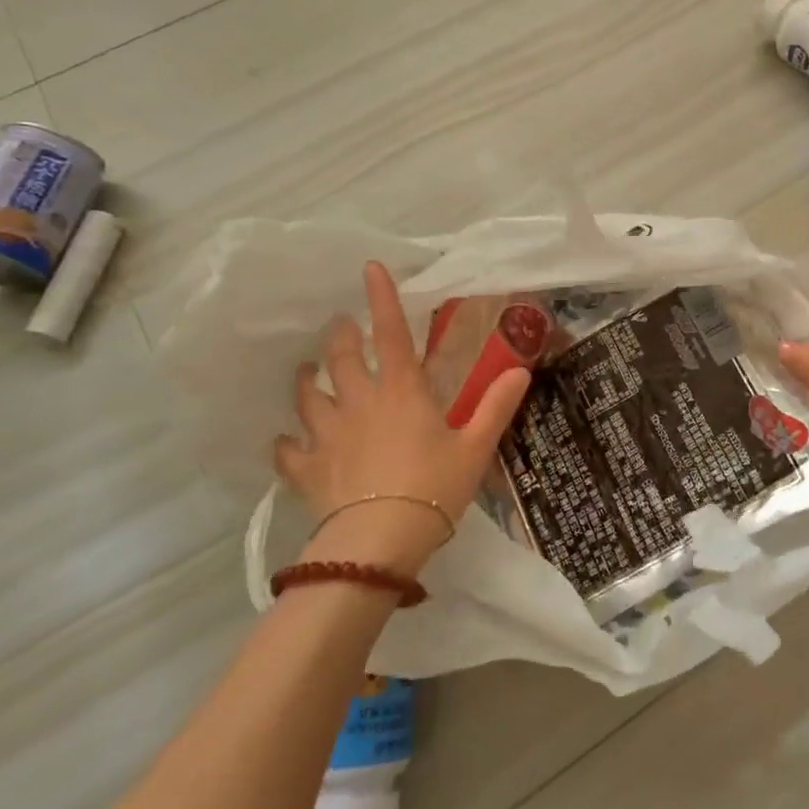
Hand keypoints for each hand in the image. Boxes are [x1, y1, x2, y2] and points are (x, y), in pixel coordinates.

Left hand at [275, 263, 531, 570]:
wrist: (380, 541)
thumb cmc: (434, 488)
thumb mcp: (475, 448)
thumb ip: (496, 407)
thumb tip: (521, 371)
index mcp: (402, 392)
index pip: (391, 334)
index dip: (382, 299)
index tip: (369, 268)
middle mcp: (359, 403)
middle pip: (341, 358)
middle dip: (340, 337)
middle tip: (340, 327)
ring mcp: (328, 435)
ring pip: (308, 396)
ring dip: (307, 381)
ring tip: (307, 372)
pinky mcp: (308, 469)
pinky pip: (289, 450)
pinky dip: (287, 443)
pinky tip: (287, 442)